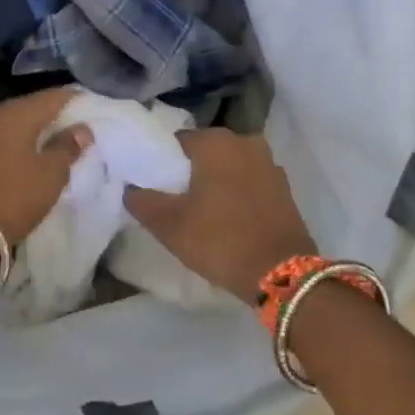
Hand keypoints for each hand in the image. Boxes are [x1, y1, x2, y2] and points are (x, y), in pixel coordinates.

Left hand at [0, 88, 92, 248]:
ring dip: (36, 134)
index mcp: (18, 113)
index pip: (54, 96)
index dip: (76, 99)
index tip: (94, 107)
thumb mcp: (50, 174)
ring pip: (16, 127)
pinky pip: (3, 143)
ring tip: (58, 146)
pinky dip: (20, 147)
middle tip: (79, 129)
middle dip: (56, 117)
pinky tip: (31, 159)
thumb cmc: (12, 196)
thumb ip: (67, 148)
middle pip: (33, 109)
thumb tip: (81, 129)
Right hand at [124, 130, 315, 297]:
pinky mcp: (283, 188)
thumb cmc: (219, 239)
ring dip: (214, 181)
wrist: (282, 274)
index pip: (176, 141)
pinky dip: (236, 192)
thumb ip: (141, 200)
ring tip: (198, 209)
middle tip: (172, 199)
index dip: (161, 161)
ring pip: (229, 166)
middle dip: (189, 170)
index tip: (153, 185)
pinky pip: (249, 181)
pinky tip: (225, 216)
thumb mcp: (168, 224)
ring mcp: (269, 164)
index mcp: (215, 142)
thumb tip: (130, 187)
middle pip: (204, 152)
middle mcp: (244, 142)